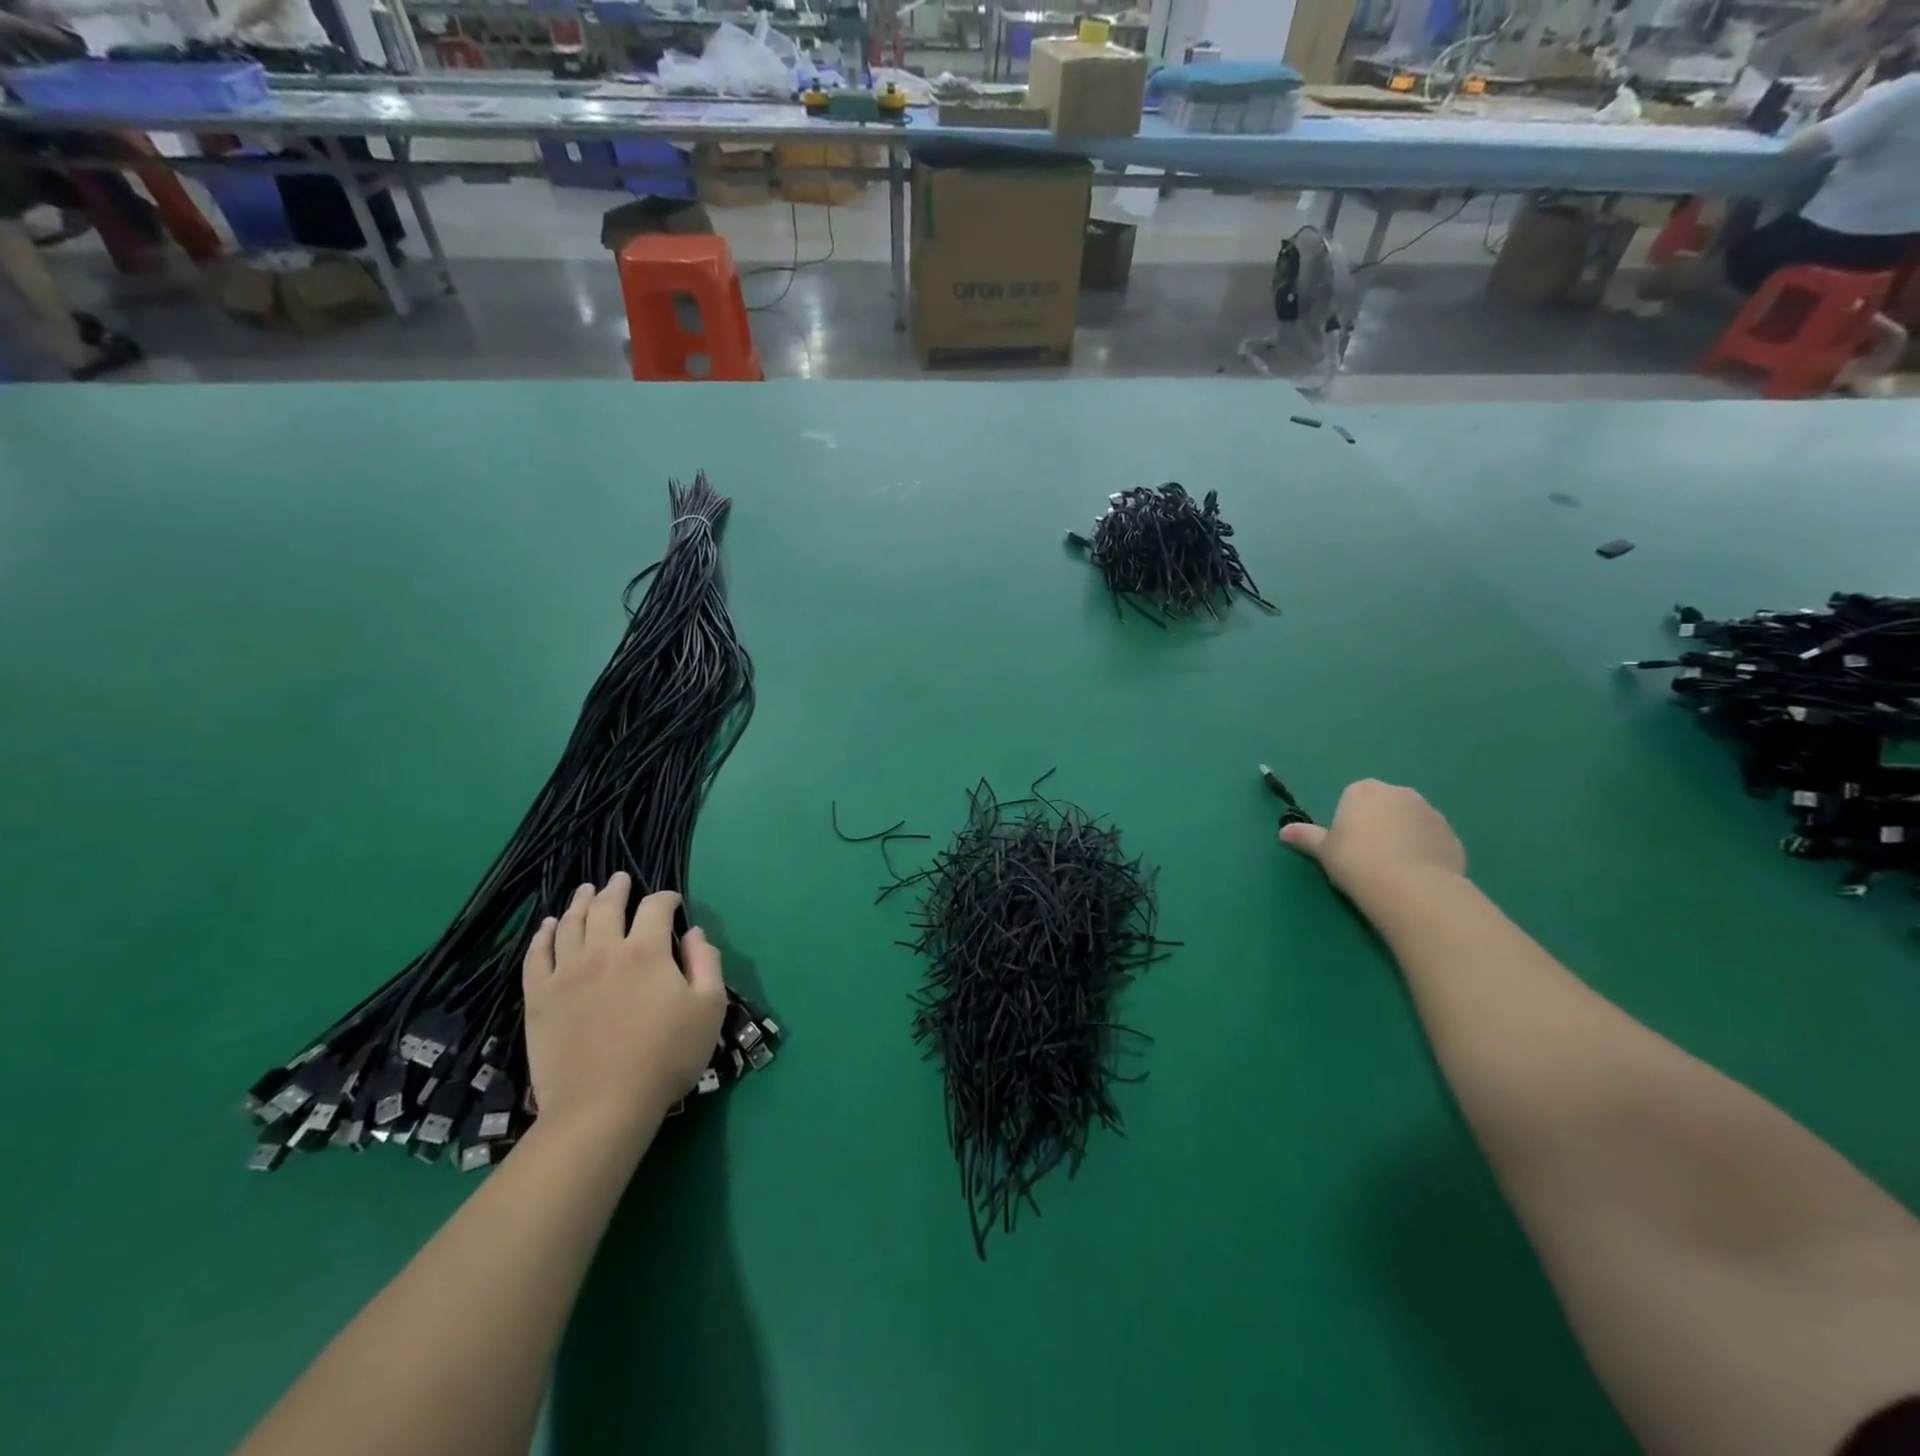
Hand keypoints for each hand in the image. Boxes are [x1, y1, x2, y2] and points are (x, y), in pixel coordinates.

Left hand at [522, 874, 726, 1138]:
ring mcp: (566, 973)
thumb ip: (706, 962)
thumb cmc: (666, 1056)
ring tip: (586, 891)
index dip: (667, 898)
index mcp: (647, 951)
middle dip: (617, 888)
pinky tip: (546, 926)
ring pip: (569, 923)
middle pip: (607, 906)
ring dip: (580, 902)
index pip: (656, 907)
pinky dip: (542, 935)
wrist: (603, 1106)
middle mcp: (604, 950)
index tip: (673, 903)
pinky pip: (536, 955)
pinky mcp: (539, 998)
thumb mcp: (709, 1008)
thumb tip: (694, 933)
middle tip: (620, 879)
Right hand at [1279, 779, 1465, 898]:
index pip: (1353, 797)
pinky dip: (1424, 852)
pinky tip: (1415, 876)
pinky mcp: (1452, 835)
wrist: (1410, 887)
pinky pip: (1431, 840)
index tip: (1346, 845)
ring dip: (1403, 837)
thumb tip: (1283, 832)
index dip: (1349, 821)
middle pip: (1384, 806)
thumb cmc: (1356, 861)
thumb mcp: (1323, 851)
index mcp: (1364, 790)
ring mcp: (1430, 812)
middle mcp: (1399, 792)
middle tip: (1368, 856)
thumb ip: (1306, 837)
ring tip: (1394, 870)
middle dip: (1379, 824)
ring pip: (1410, 822)